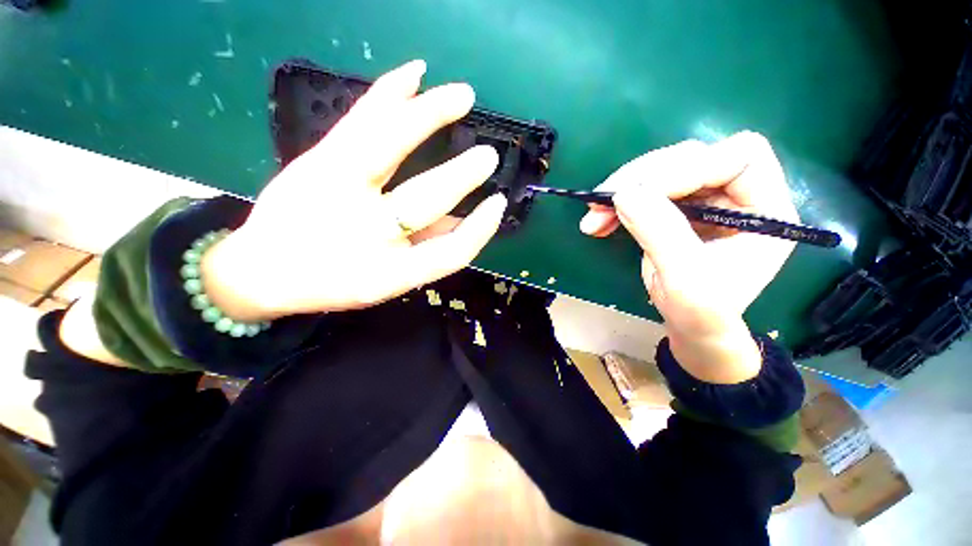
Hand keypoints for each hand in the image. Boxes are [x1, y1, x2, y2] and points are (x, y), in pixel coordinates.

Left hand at [203, 60, 506, 319]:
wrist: (262, 270)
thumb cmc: (333, 280)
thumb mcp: (389, 281)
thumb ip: (427, 250)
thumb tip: (466, 219)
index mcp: (387, 273)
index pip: (449, 253)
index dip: (479, 231)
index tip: (498, 205)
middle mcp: (363, 232)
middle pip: (424, 198)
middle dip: (461, 176)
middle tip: (488, 156)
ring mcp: (334, 188)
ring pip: (390, 144)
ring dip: (430, 117)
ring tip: (463, 95)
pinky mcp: (317, 159)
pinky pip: (360, 120)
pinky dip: (390, 92)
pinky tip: (415, 73)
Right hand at [579, 132, 797, 382]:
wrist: (694, 327)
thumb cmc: (703, 313)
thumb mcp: (686, 280)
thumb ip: (661, 234)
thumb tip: (624, 195)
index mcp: (766, 209)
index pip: (737, 157)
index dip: (686, 168)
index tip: (636, 194)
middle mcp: (738, 195)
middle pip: (691, 158)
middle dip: (641, 179)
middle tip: (601, 202)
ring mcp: (706, 199)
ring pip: (662, 171)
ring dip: (621, 190)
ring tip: (592, 217)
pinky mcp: (678, 208)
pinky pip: (645, 192)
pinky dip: (617, 204)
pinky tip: (598, 222)